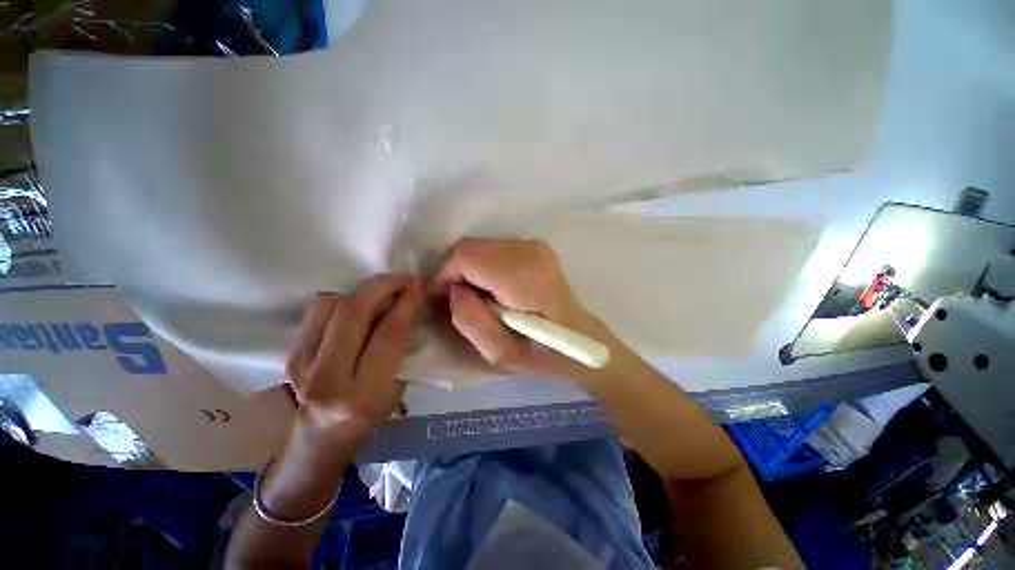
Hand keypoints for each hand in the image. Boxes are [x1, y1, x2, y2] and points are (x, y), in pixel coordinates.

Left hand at [286, 276, 422, 442]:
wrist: (320, 438)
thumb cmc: (371, 415)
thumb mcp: (397, 387)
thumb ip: (400, 346)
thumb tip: (406, 304)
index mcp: (364, 394)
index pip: (388, 335)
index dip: (406, 304)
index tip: (417, 286)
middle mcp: (327, 379)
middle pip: (353, 313)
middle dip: (382, 286)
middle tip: (401, 279)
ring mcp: (301, 364)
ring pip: (331, 304)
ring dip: (361, 292)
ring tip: (379, 296)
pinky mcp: (289, 354)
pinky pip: (317, 310)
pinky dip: (341, 300)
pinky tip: (356, 308)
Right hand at [427, 239, 616, 380]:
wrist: (580, 341)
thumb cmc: (543, 353)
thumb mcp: (499, 352)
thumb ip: (469, 320)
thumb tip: (452, 290)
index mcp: (521, 274)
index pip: (465, 256)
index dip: (444, 276)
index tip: (441, 300)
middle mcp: (529, 250)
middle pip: (470, 247)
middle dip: (454, 273)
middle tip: (457, 301)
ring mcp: (535, 245)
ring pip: (480, 246)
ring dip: (469, 269)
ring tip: (476, 298)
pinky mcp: (536, 247)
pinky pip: (494, 249)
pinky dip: (483, 266)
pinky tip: (492, 288)